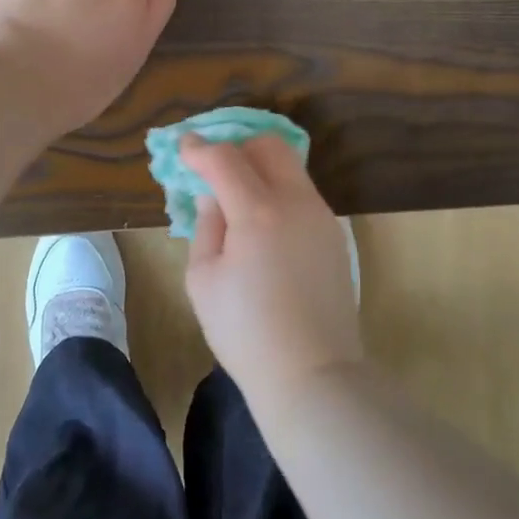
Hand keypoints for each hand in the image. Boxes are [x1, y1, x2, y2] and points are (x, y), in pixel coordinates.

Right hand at [182, 135, 362, 410]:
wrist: (312, 373)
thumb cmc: (246, 332)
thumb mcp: (203, 280)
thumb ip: (206, 226)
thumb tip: (214, 196)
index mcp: (259, 212)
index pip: (226, 159)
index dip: (200, 149)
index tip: (184, 146)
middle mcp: (296, 201)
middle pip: (269, 145)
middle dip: (238, 147)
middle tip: (215, 169)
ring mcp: (322, 216)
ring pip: (290, 167)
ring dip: (260, 168)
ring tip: (237, 197)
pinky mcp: (334, 234)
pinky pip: (302, 194)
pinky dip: (278, 191)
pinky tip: (264, 224)